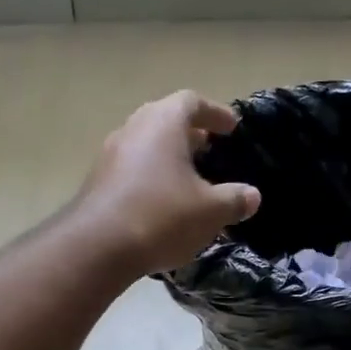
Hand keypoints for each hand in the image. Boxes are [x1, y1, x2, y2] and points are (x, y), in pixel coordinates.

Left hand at [72, 91, 260, 276]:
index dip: (215, 113)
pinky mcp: (98, 182)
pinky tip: (165, 205)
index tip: (231, 128)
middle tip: (211, 152)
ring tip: (190, 181)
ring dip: (169, 159)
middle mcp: (134, 128)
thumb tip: (252, 196)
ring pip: (147, 147)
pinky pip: (133, 171)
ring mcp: (111, 155)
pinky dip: (152, 179)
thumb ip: (235, 200)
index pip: (193, 102)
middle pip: (166, 122)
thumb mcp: (211, 211)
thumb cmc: (162, 216)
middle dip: (191, 136)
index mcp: (163, 122)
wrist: (98, 247)